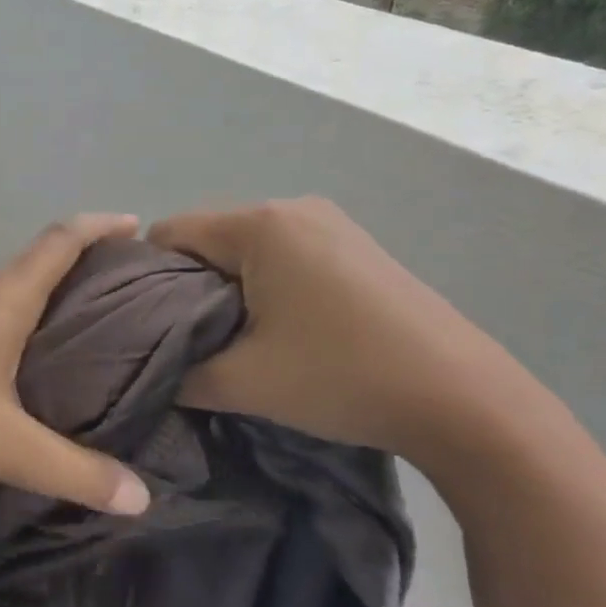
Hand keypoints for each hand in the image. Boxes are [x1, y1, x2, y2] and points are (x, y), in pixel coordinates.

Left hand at [0, 214, 152, 515]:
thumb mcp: (6, 449)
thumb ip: (76, 473)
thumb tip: (144, 500)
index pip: (58, 242)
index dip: (98, 226)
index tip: (134, 224)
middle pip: (27, 269)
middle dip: (71, 277)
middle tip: (111, 303)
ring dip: (28, 309)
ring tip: (61, 343)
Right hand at [147, 199, 525, 464]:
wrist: (464, 399)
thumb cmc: (342, 377)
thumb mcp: (243, 383)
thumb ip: (177, 374)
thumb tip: (147, 373)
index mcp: (260, 225)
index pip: (169, 233)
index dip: (143, 279)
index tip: (141, 326)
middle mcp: (293, 208)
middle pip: (207, 237)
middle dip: (184, 286)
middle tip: (183, 341)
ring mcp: (330, 224)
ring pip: (244, 248)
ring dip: (224, 288)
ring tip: (230, 339)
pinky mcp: (354, 246)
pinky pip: (281, 254)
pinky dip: (262, 285)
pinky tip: (276, 329)